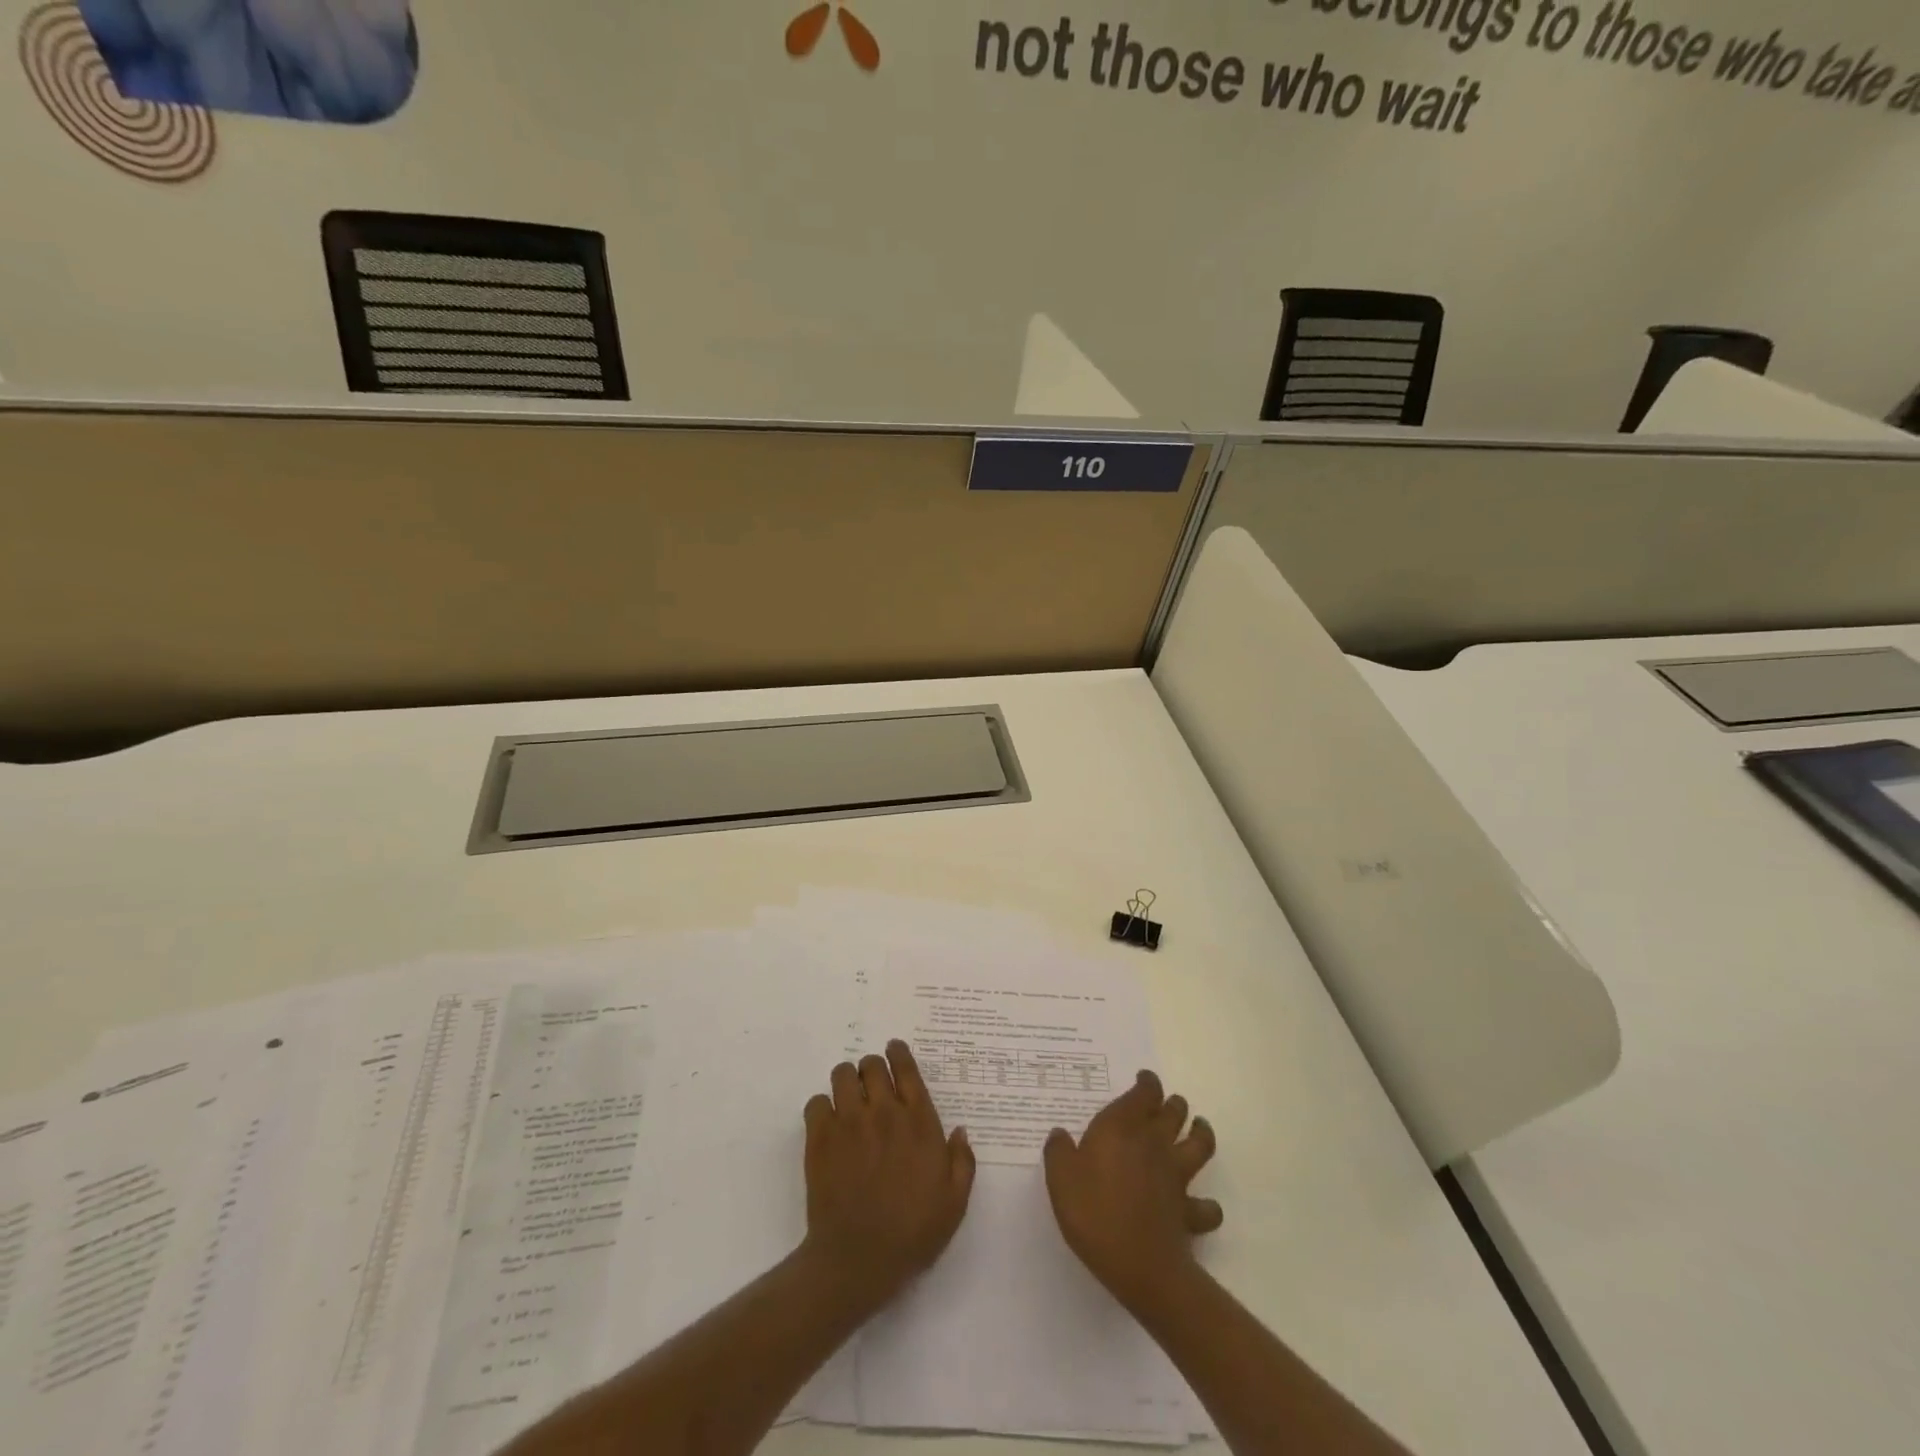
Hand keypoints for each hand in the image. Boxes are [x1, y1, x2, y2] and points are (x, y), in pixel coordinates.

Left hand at [801, 1040, 975, 1307]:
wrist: (858, 1260)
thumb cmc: (912, 1233)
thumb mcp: (955, 1203)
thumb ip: (962, 1162)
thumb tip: (959, 1130)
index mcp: (919, 1122)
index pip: (907, 1068)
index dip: (899, 1053)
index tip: (894, 1051)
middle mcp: (884, 1112)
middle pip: (872, 1065)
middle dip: (873, 1069)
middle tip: (872, 1087)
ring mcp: (849, 1122)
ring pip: (843, 1074)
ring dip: (847, 1081)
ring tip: (848, 1099)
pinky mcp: (821, 1138)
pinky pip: (816, 1102)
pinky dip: (822, 1107)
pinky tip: (828, 1124)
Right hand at [1043, 1069, 1221, 1309]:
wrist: (1138, 1264)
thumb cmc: (1094, 1212)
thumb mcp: (1060, 1178)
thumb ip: (1059, 1151)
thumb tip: (1060, 1134)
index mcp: (1122, 1127)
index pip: (1144, 1092)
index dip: (1147, 1083)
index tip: (1142, 1080)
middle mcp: (1154, 1143)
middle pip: (1174, 1112)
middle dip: (1172, 1103)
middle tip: (1165, 1104)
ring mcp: (1176, 1176)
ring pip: (1200, 1144)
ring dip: (1201, 1133)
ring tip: (1198, 1129)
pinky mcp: (1189, 1210)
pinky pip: (1207, 1205)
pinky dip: (1208, 1203)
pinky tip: (1202, 1203)